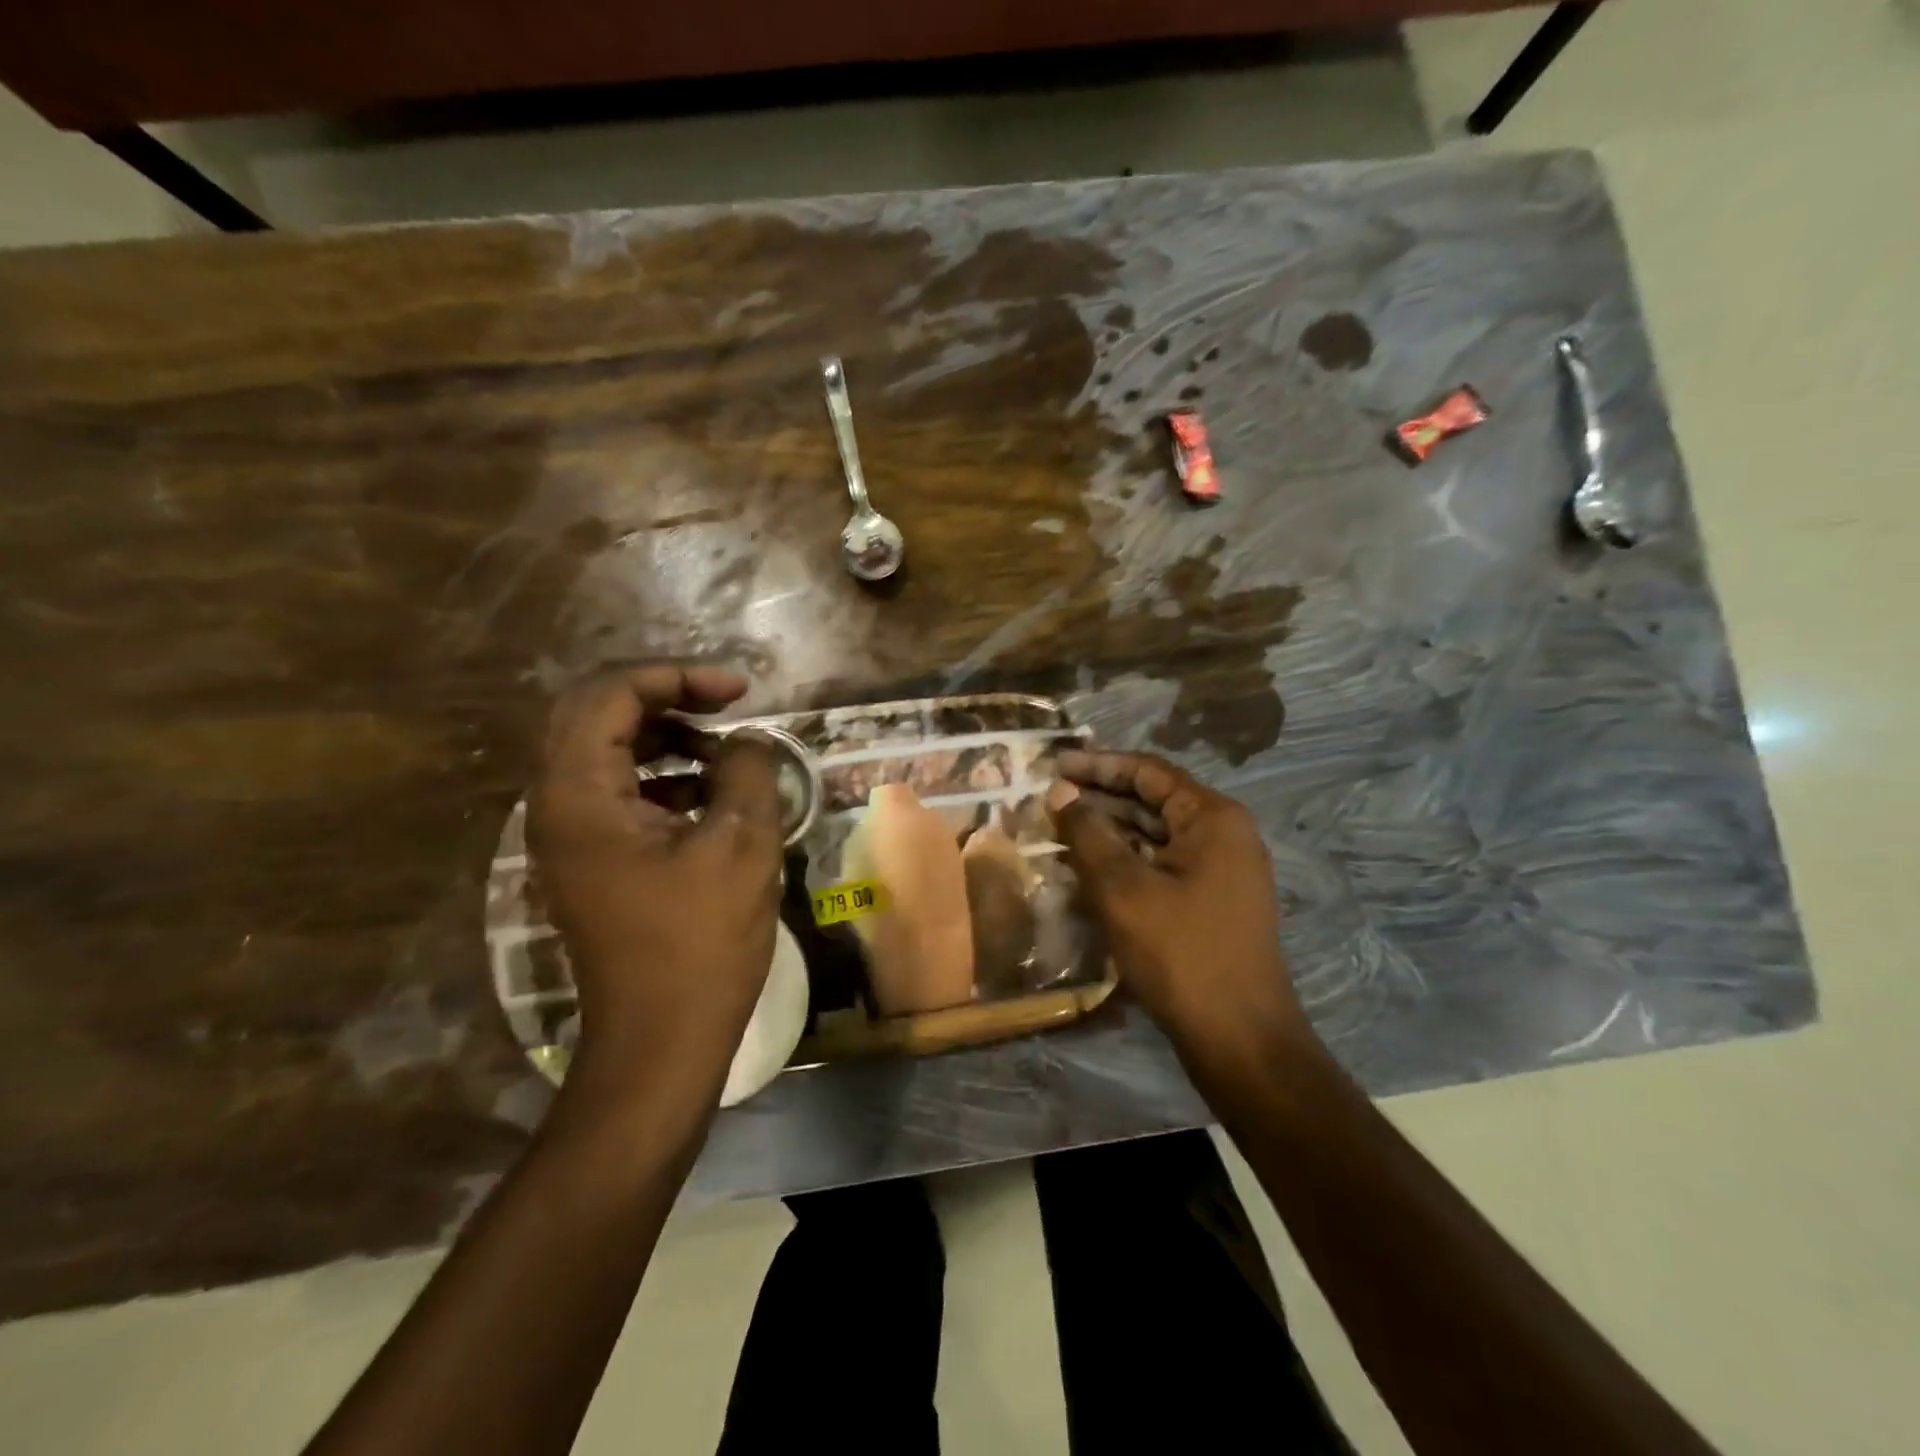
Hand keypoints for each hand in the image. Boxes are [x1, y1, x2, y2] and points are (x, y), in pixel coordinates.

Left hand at [527, 664, 784, 1096]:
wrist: (660, 1040)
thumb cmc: (701, 942)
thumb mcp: (741, 844)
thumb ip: (747, 771)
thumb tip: (746, 741)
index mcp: (579, 793)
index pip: (611, 693)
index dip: (677, 676)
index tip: (740, 691)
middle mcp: (556, 804)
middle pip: (598, 714)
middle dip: (667, 697)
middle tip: (727, 705)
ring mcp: (568, 836)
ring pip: (606, 750)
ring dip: (665, 736)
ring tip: (724, 751)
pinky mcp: (589, 860)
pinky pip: (616, 791)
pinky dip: (661, 776)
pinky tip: (709, 794)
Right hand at [1046, 749, 1313, 1078]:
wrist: (1240, 1038)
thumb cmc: (1181, 953)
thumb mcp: (1123, 888)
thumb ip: (1088, 833)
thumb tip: (1060, 792)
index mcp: (1212, 818)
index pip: (1148, 772)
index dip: (1098, 765)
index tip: (1054, 764)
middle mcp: (1223, 835)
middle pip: (1153, 800)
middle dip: (1100, 798)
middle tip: (1050, 798)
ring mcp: (1220, 871)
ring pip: (1155, 835)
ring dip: (1110, 831)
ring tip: (1060, 830)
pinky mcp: (1211, 902)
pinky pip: (1162, 865)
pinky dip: (1126, 861)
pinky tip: (1088, 868)